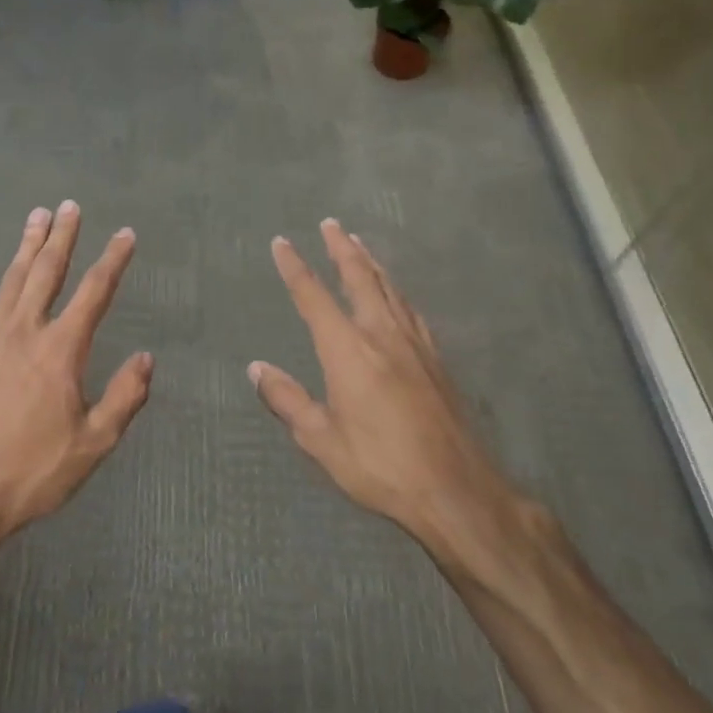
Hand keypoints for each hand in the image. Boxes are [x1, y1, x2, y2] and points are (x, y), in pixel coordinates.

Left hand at [0, 201, 153, 541]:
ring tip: (37, 216)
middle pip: (47, 273)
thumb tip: (146, 358)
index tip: (126, 235)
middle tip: (70, 206)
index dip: (113, 261)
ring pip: (10, 281)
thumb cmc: (32, 472)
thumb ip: (123, 398)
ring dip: (26, 246)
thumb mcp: (93, 444)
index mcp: (61, 351)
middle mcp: (25, 332)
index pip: (95, 293)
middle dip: (62, 237)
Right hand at [249, 219, 534, 582]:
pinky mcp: (436, 361)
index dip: (295, 268)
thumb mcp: (321, 440)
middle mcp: (382, 336)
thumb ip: (287, 400)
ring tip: (360, 245)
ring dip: (372, 263)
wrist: (456, 488)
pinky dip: (397, 292)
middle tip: (331, 224)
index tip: (282, 243)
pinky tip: (398, 295)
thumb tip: (256, 367)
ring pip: (390, 289)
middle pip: (360, 279)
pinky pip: (411, 311)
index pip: (314, 297)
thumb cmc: (380, 466)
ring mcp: (415, 345)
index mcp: (348, 351)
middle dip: (342, 249)